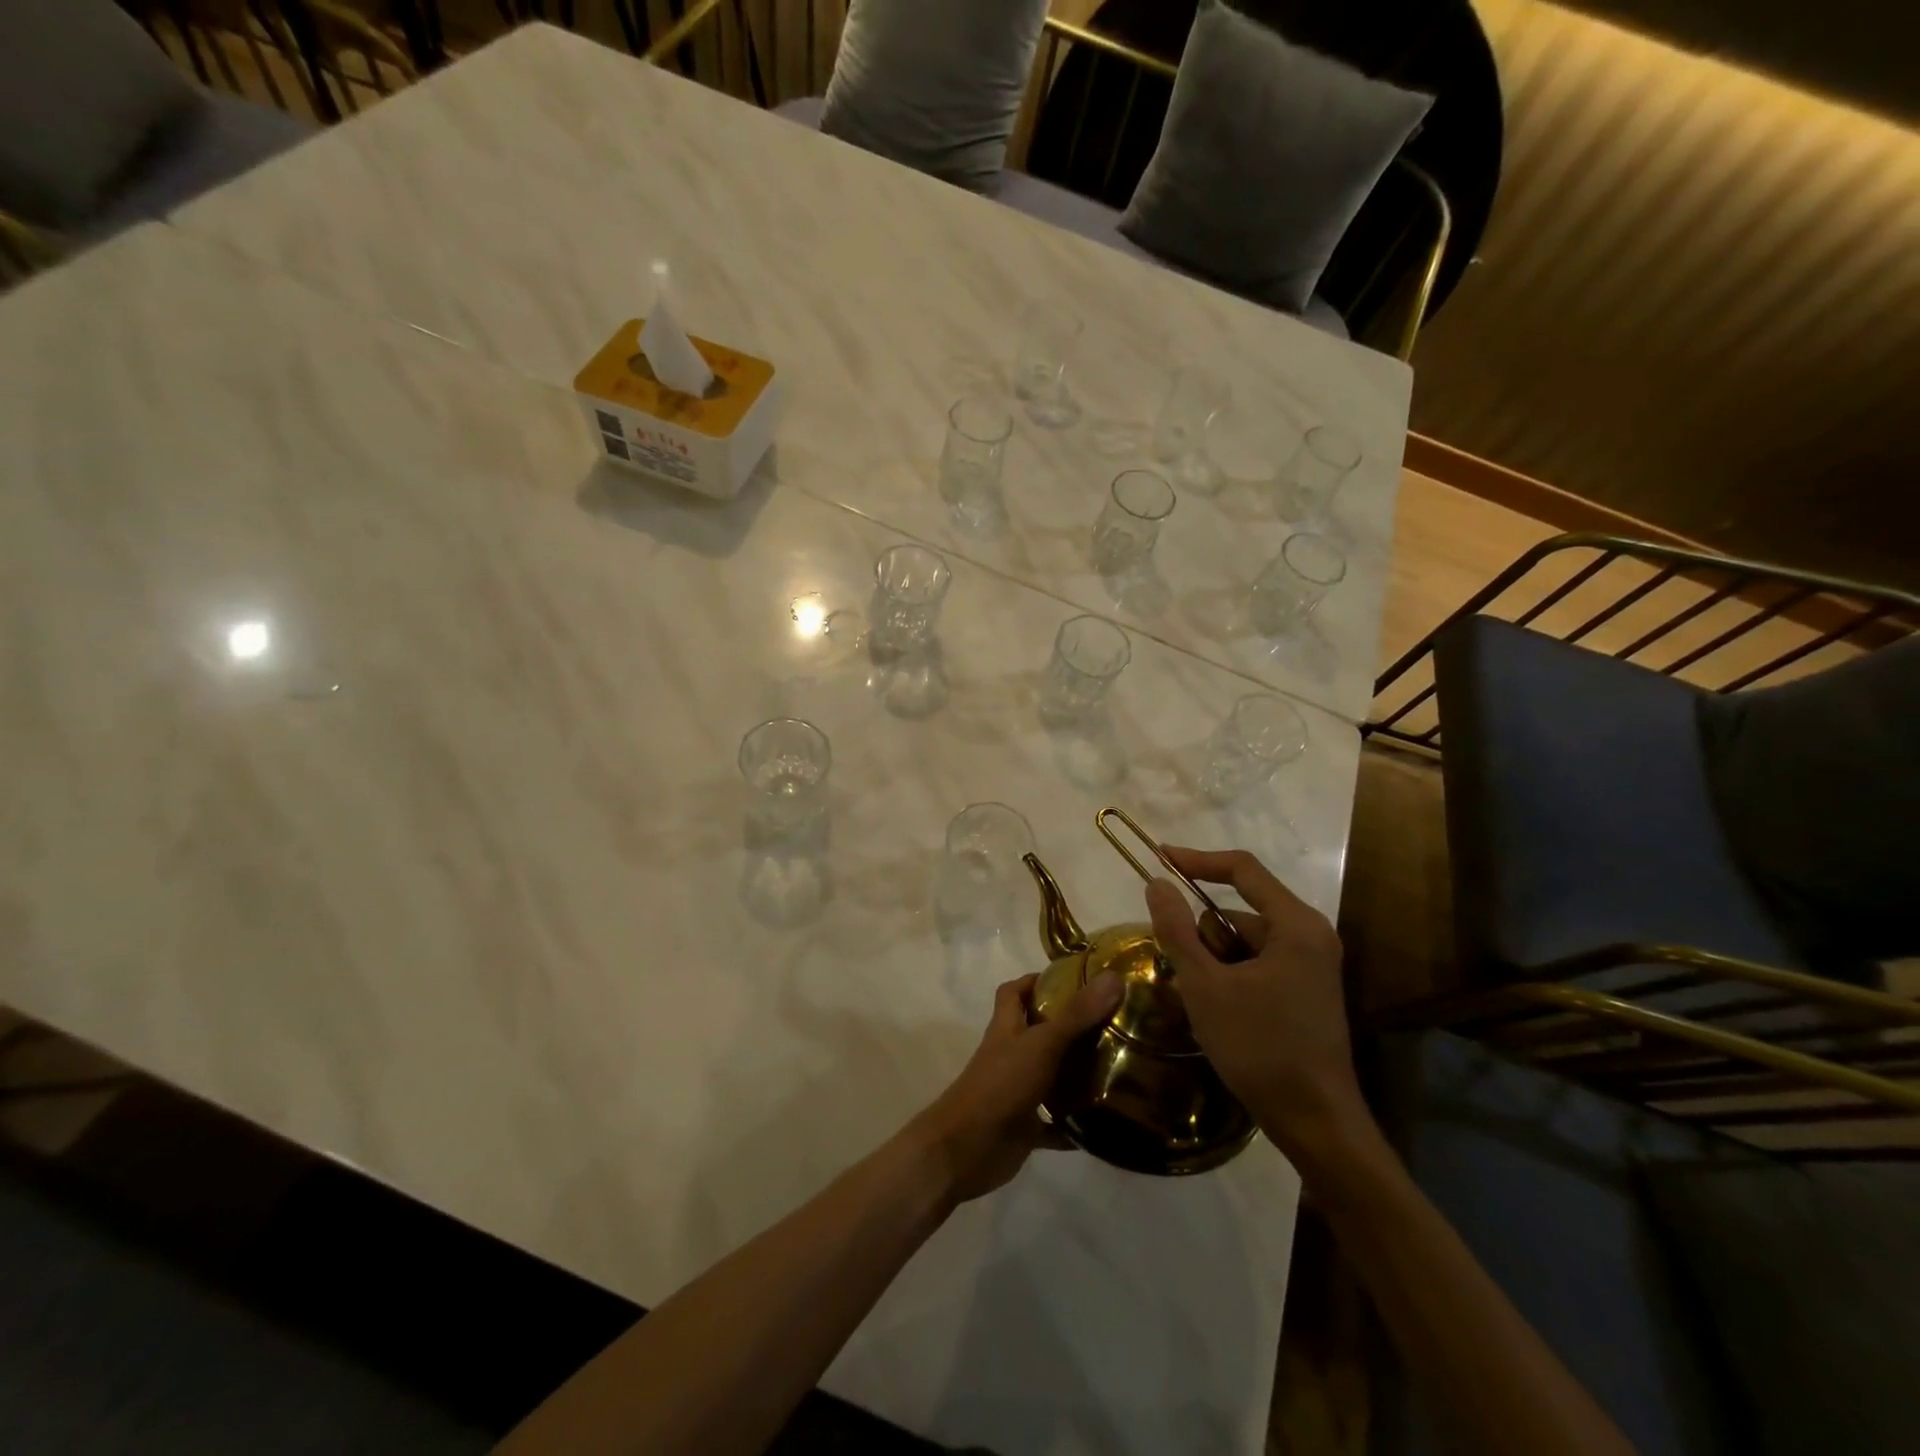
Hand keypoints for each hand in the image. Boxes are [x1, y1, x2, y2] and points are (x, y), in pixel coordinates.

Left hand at [909, 972, 1122, 1204]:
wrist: (967, 1148)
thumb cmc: (1001, 1084)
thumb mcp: (1042, 1044)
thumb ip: (1077, 1014)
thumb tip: (1113, 977)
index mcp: (1007, 1028)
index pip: (1014, 992)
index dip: (1036, 981)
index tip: (1073, 980)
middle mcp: (1011, 1055)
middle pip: (1037, 1033)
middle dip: (1069, 1027)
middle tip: (1110, 1022)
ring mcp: (1017, 1091)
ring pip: (1049, 1076)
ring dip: (1076, 1074)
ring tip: (1116, 1066)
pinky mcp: (1025, 1127)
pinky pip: (1055, 1123)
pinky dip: (1075, 1124)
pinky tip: (1106, 1123)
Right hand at [1144, 847, 1369, 1165]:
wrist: (1316, 1123)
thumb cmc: (1259, 1047)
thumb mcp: (1205, 986)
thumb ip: (1177, 929)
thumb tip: (1156, 883)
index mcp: (1295, 925)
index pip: (1243, 869)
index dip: (1198, 859)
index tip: (1159, 858)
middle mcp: (1310, 935)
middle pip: (1239, 911)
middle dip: (1205, 937)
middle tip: (1187, 976)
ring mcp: (1312, 965)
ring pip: (1244, 942)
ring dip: (1214, 962)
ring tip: (1204, 1004)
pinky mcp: (1307, 990)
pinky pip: (1257, 964)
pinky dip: (1231, 977)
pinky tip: (1221, 1014)